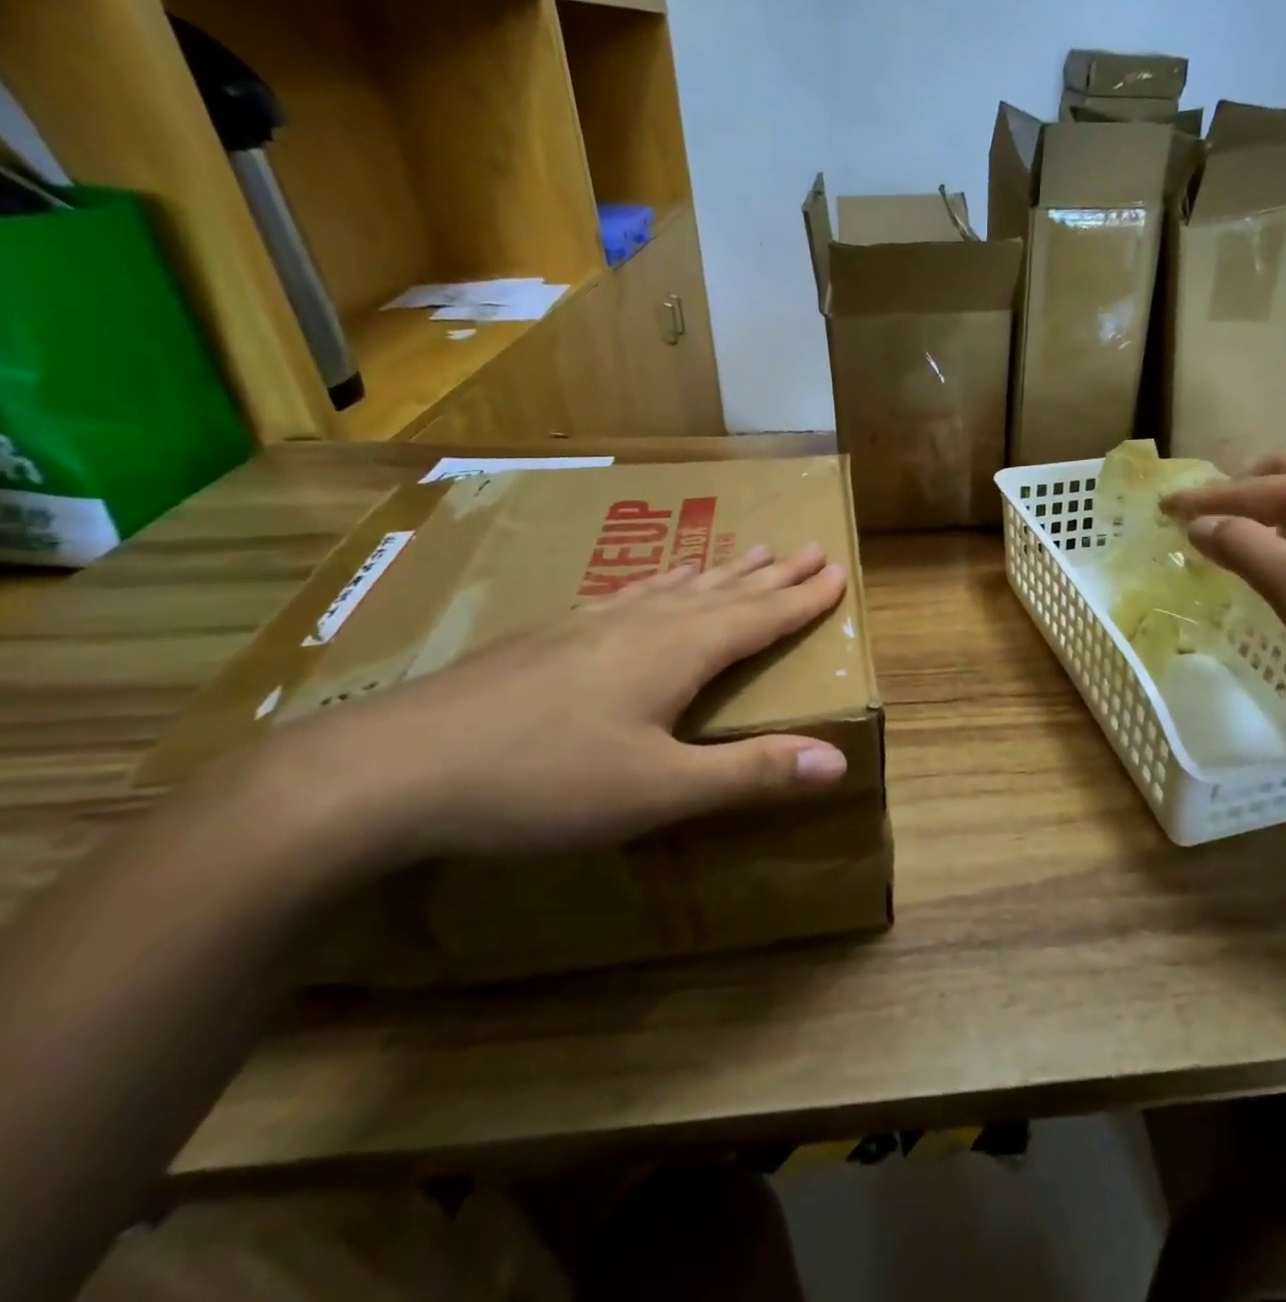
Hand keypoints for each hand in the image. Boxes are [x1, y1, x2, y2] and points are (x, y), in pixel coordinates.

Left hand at [247, 544, 850, 869]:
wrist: (393, 767)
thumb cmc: (543, 782)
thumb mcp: (659, 790)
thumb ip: (750, 772)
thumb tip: (838, 760)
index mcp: (678, 651)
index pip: (759, 616)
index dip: (803, 598)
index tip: (837, 570)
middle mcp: (643, 623)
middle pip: (725, 590)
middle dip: (773, 574)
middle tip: (808, 548)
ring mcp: (591, 623)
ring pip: (677, 586)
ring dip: (722, 571)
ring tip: (750, 551)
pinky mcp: (552, 636)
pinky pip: (630, 594)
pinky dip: (662, 583)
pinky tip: (655, 585)